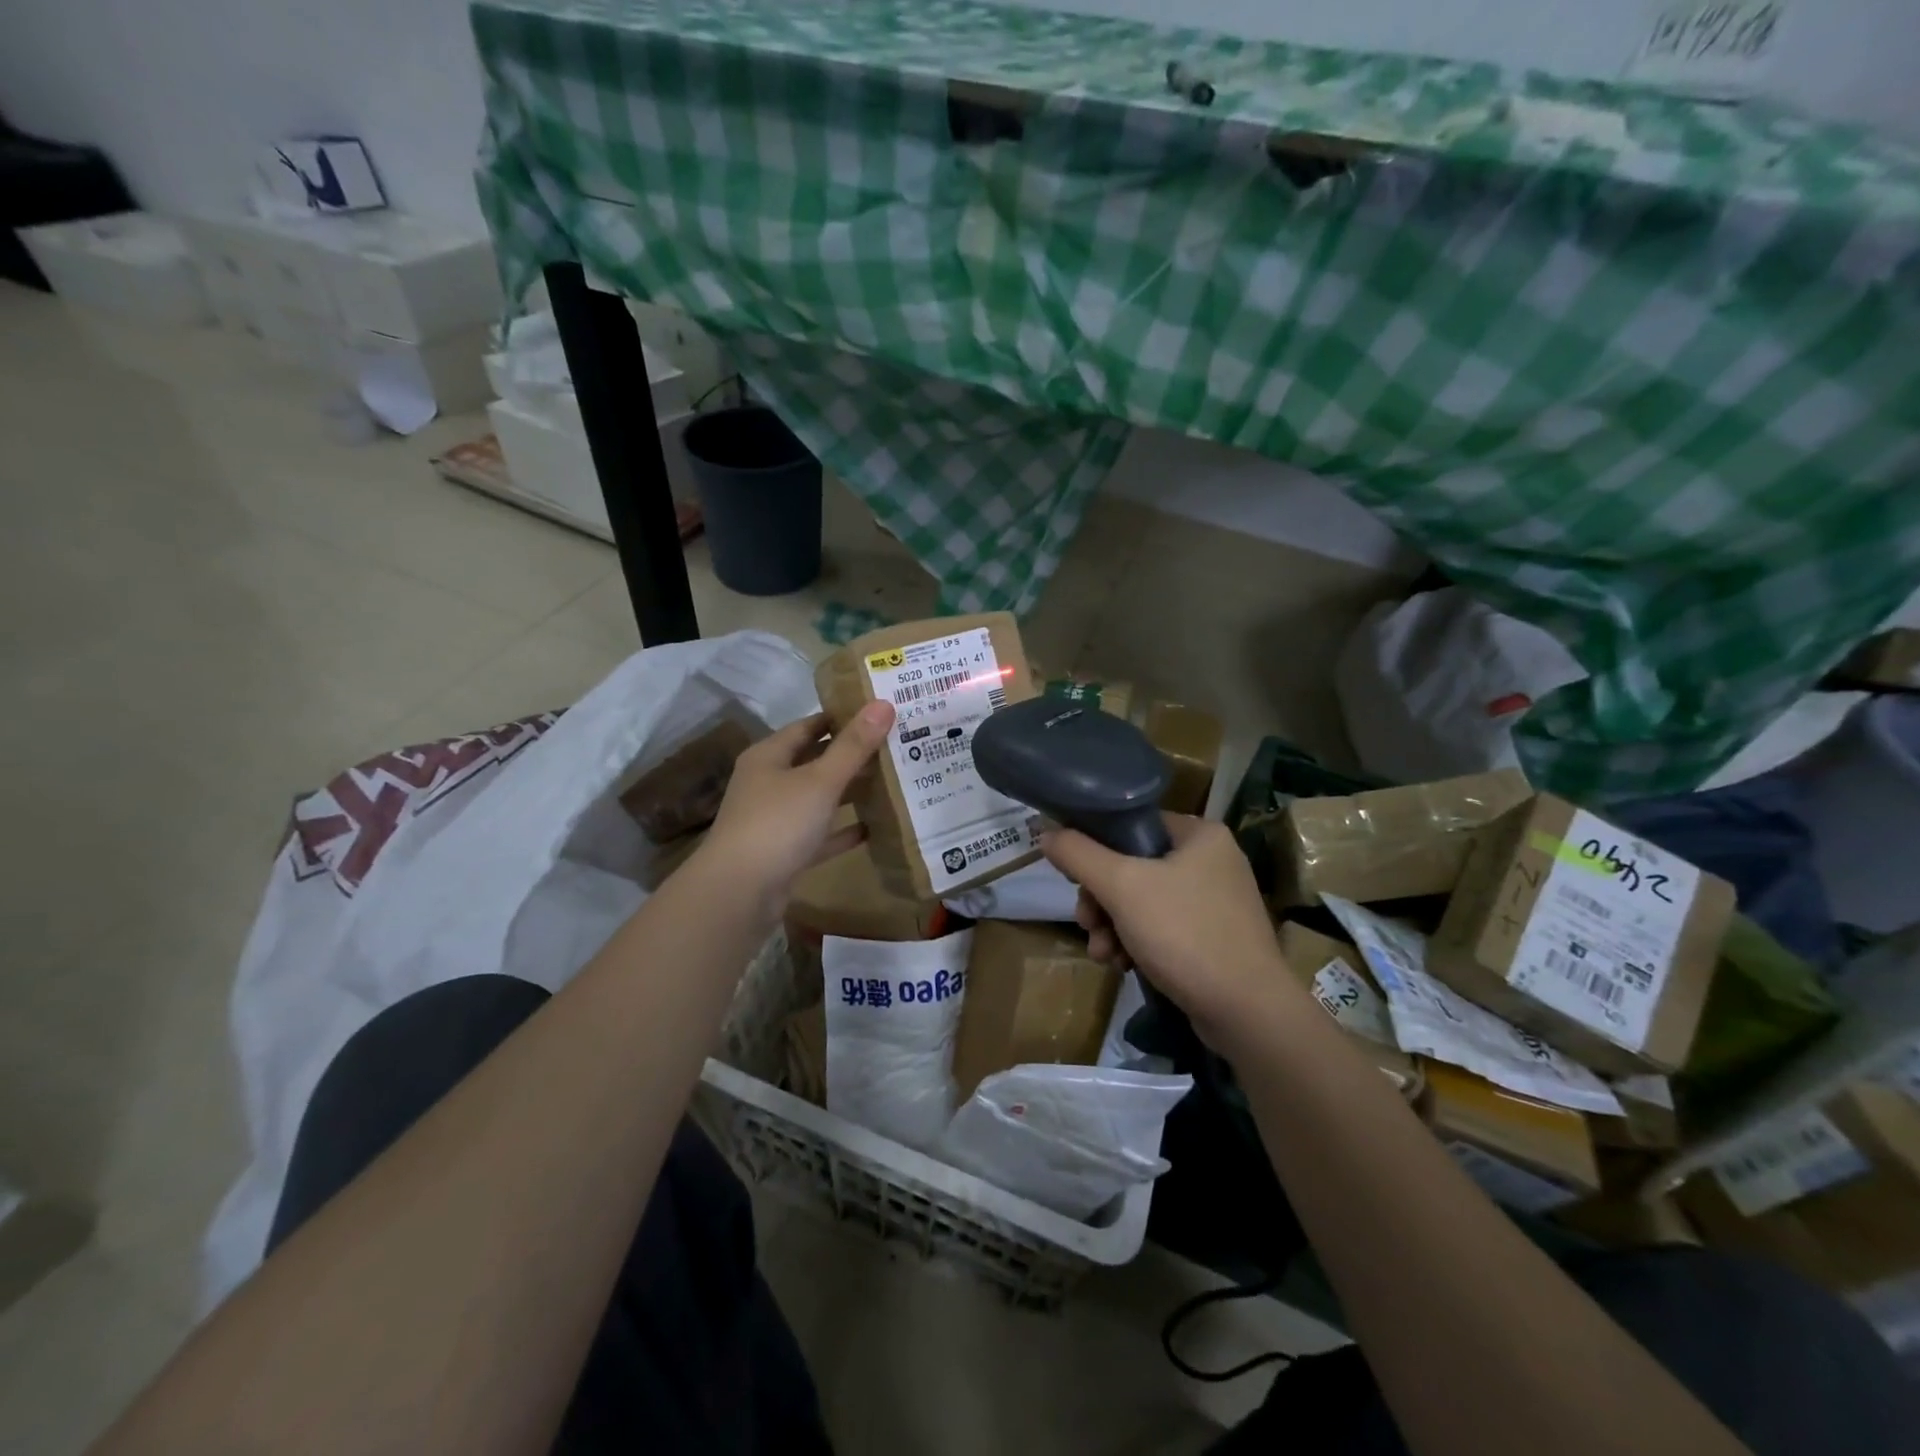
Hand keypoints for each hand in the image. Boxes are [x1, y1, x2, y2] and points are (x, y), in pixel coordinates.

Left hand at [699, 702, 894, 912]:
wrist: (740, 892)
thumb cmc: (778, 823)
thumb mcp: (820, 780)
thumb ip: (853, 746)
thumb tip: (883, 704)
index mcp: (769, 757)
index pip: (808, 726)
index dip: (841, 717)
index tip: (878, 714)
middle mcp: (769, 783)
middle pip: (815, 761)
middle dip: (851, 755)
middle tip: (895, 746)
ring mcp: (776, 820)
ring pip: (819, 798)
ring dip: (850, 792)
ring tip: (892, 782)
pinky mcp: (786, 853)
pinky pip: (820, 834)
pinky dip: (843, 830)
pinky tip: (874, 827)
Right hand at [1042, 815, 1294, 1041]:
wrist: (1247, 1012)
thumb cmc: (1185, 934)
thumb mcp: (1121, 887)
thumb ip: (1079, 854)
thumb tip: (1046, 833)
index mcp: (1199, 834)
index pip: (1131, 824)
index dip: (1095, 848)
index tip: (1074, 880)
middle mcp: (1211, 860)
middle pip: (1132, 866)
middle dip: (1101, 901)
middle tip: (1087, 924)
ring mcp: (1215, 901)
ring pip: (1142, 901)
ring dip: (1112, 926)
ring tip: (1103, 954)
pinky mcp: (1214, 937)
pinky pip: (1162, 927)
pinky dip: (1136, 942)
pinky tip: (1122, 965)